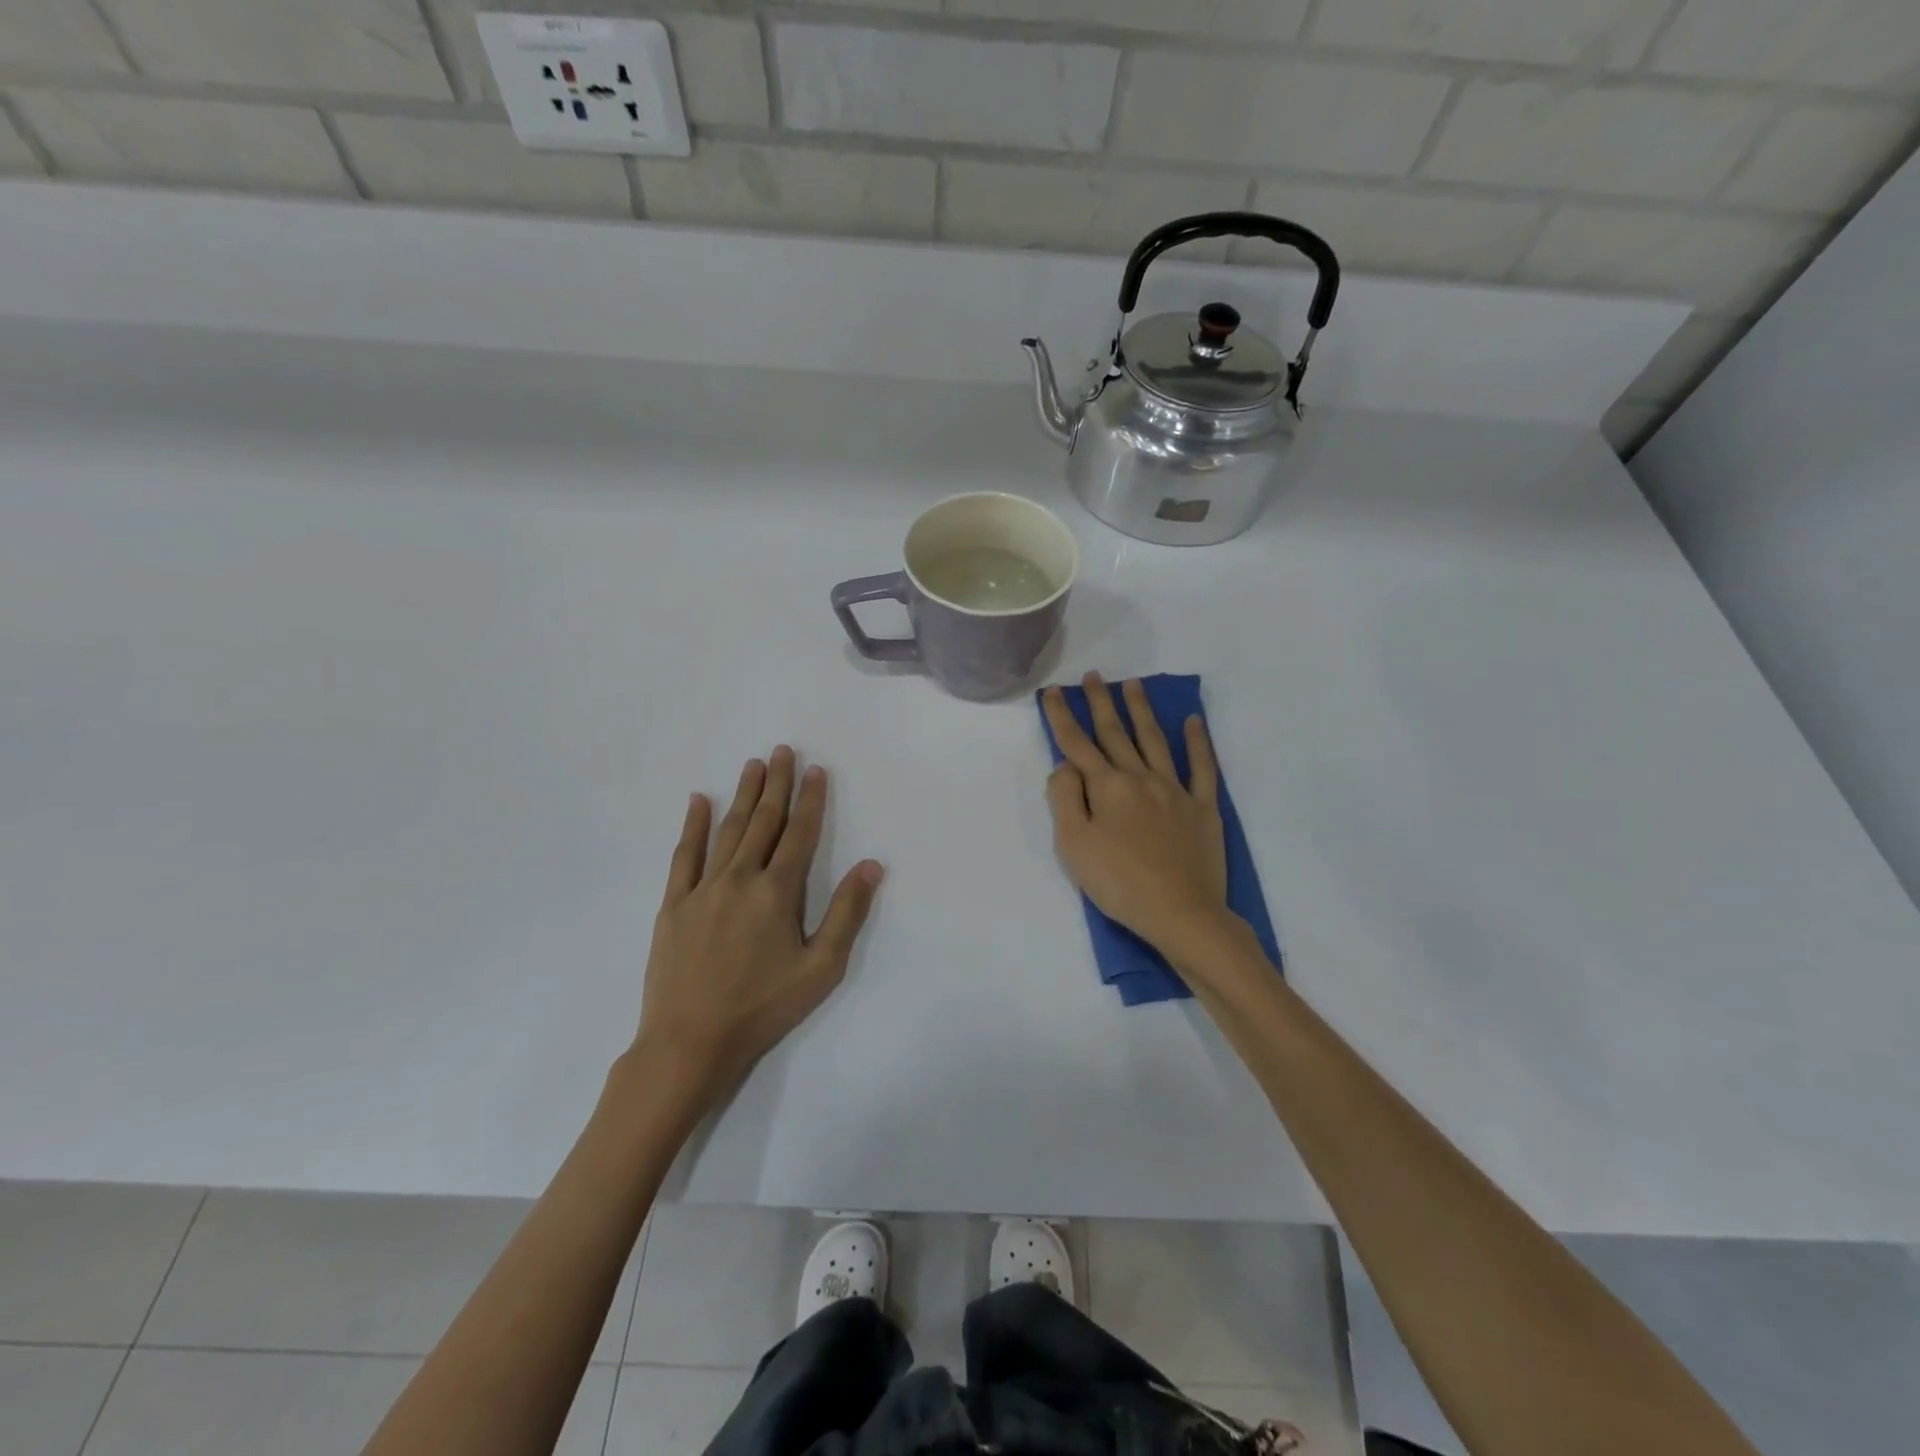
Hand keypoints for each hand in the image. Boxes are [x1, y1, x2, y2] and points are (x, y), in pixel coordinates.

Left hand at [633, 746, 883, 1110]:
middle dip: (776, 785)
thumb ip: (847, 913)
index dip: (810, 800)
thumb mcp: (821, 968)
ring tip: (752, 765)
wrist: (690, 1042)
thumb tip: (871, 865)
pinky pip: (684, 856)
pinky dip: (693, 826)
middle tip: (782, 750)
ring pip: (728, 831)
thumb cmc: (763, 1007)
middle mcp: (740, 878)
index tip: (815, 770)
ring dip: (742, 795)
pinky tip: (698, 802)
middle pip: (763, 822)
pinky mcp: (673, 905)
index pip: (799, 834)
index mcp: (777, 892)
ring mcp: (702, 889)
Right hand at [1043, 673, 1230, 958]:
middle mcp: (1140, 778)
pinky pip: (1202, 767)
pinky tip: (1193, 721)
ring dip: (1142, 710)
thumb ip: (1064, 799)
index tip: (1051, 692)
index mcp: (1107, 787)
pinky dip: (1198, 742)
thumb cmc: (1119, 883)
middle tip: (1093, 676)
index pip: (1077, 744)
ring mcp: (1175, 790)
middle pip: (1116, 733)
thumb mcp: (1073, 845)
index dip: (1061, 717)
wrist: (1182, 913)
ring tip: (1133, 684)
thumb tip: (1066, 765)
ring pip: (1155, 740)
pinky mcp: (1203, 808)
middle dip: (1101, 703)